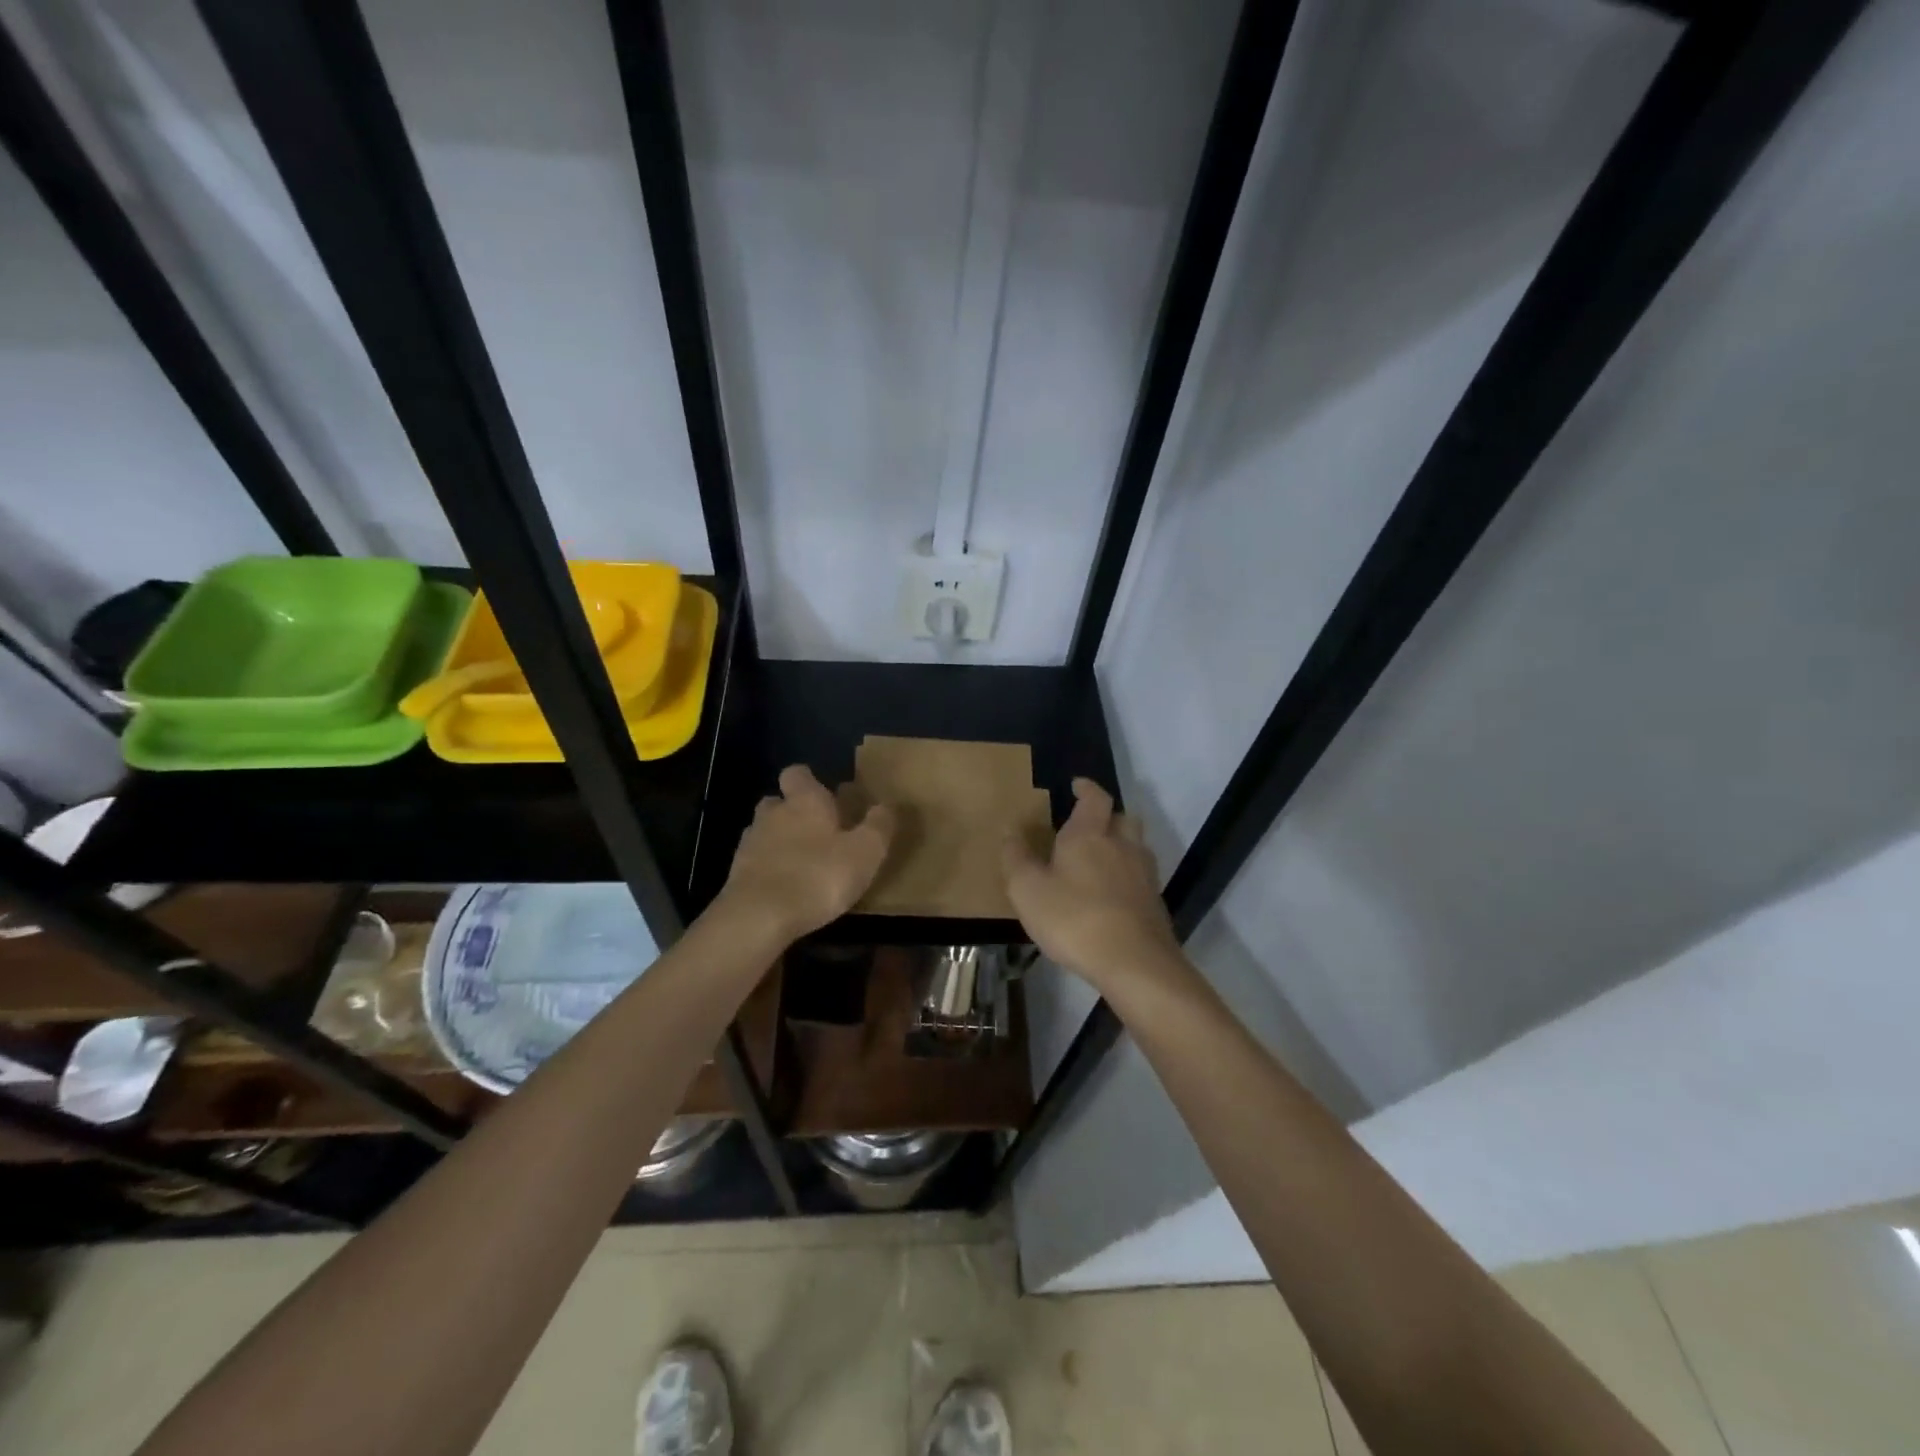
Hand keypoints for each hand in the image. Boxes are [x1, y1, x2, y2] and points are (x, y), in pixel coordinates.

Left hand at [716, 764, 894, 943]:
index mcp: (805, 800)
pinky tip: (784, 888)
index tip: (827, 798)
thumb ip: (879, 826)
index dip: (810, 782)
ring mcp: (750, 843)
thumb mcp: (866, 852)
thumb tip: (886, 806)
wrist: (758, 917)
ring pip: (764, 831)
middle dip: (794, 812)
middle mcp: (773, 813)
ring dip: (780, 841)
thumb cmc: (818, 876)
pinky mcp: (736, 873)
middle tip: (818, 833)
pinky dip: (769, 869)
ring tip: (803, 864)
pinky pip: (755, 862)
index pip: (798, 773)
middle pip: (778, 802)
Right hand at [1003, 778, 1180, 988]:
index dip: (1087, 788)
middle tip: (1088, 826)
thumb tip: (1010, 831)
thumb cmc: (1074, 918)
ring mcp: (1144, 874)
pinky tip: (1112, 895)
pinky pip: (1141, 876)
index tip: (1077, 785)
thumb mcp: (1028, 890)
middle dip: (1107, 816)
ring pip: (1135, 846)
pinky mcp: (1155, 902)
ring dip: (1120, 845)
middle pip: (1122, 817)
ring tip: (1099, 860)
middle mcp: (1122, 845)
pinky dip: (1127, 876)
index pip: (1095, 798)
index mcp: (1089, 835)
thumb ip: (1016, 858)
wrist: (1134, 963)